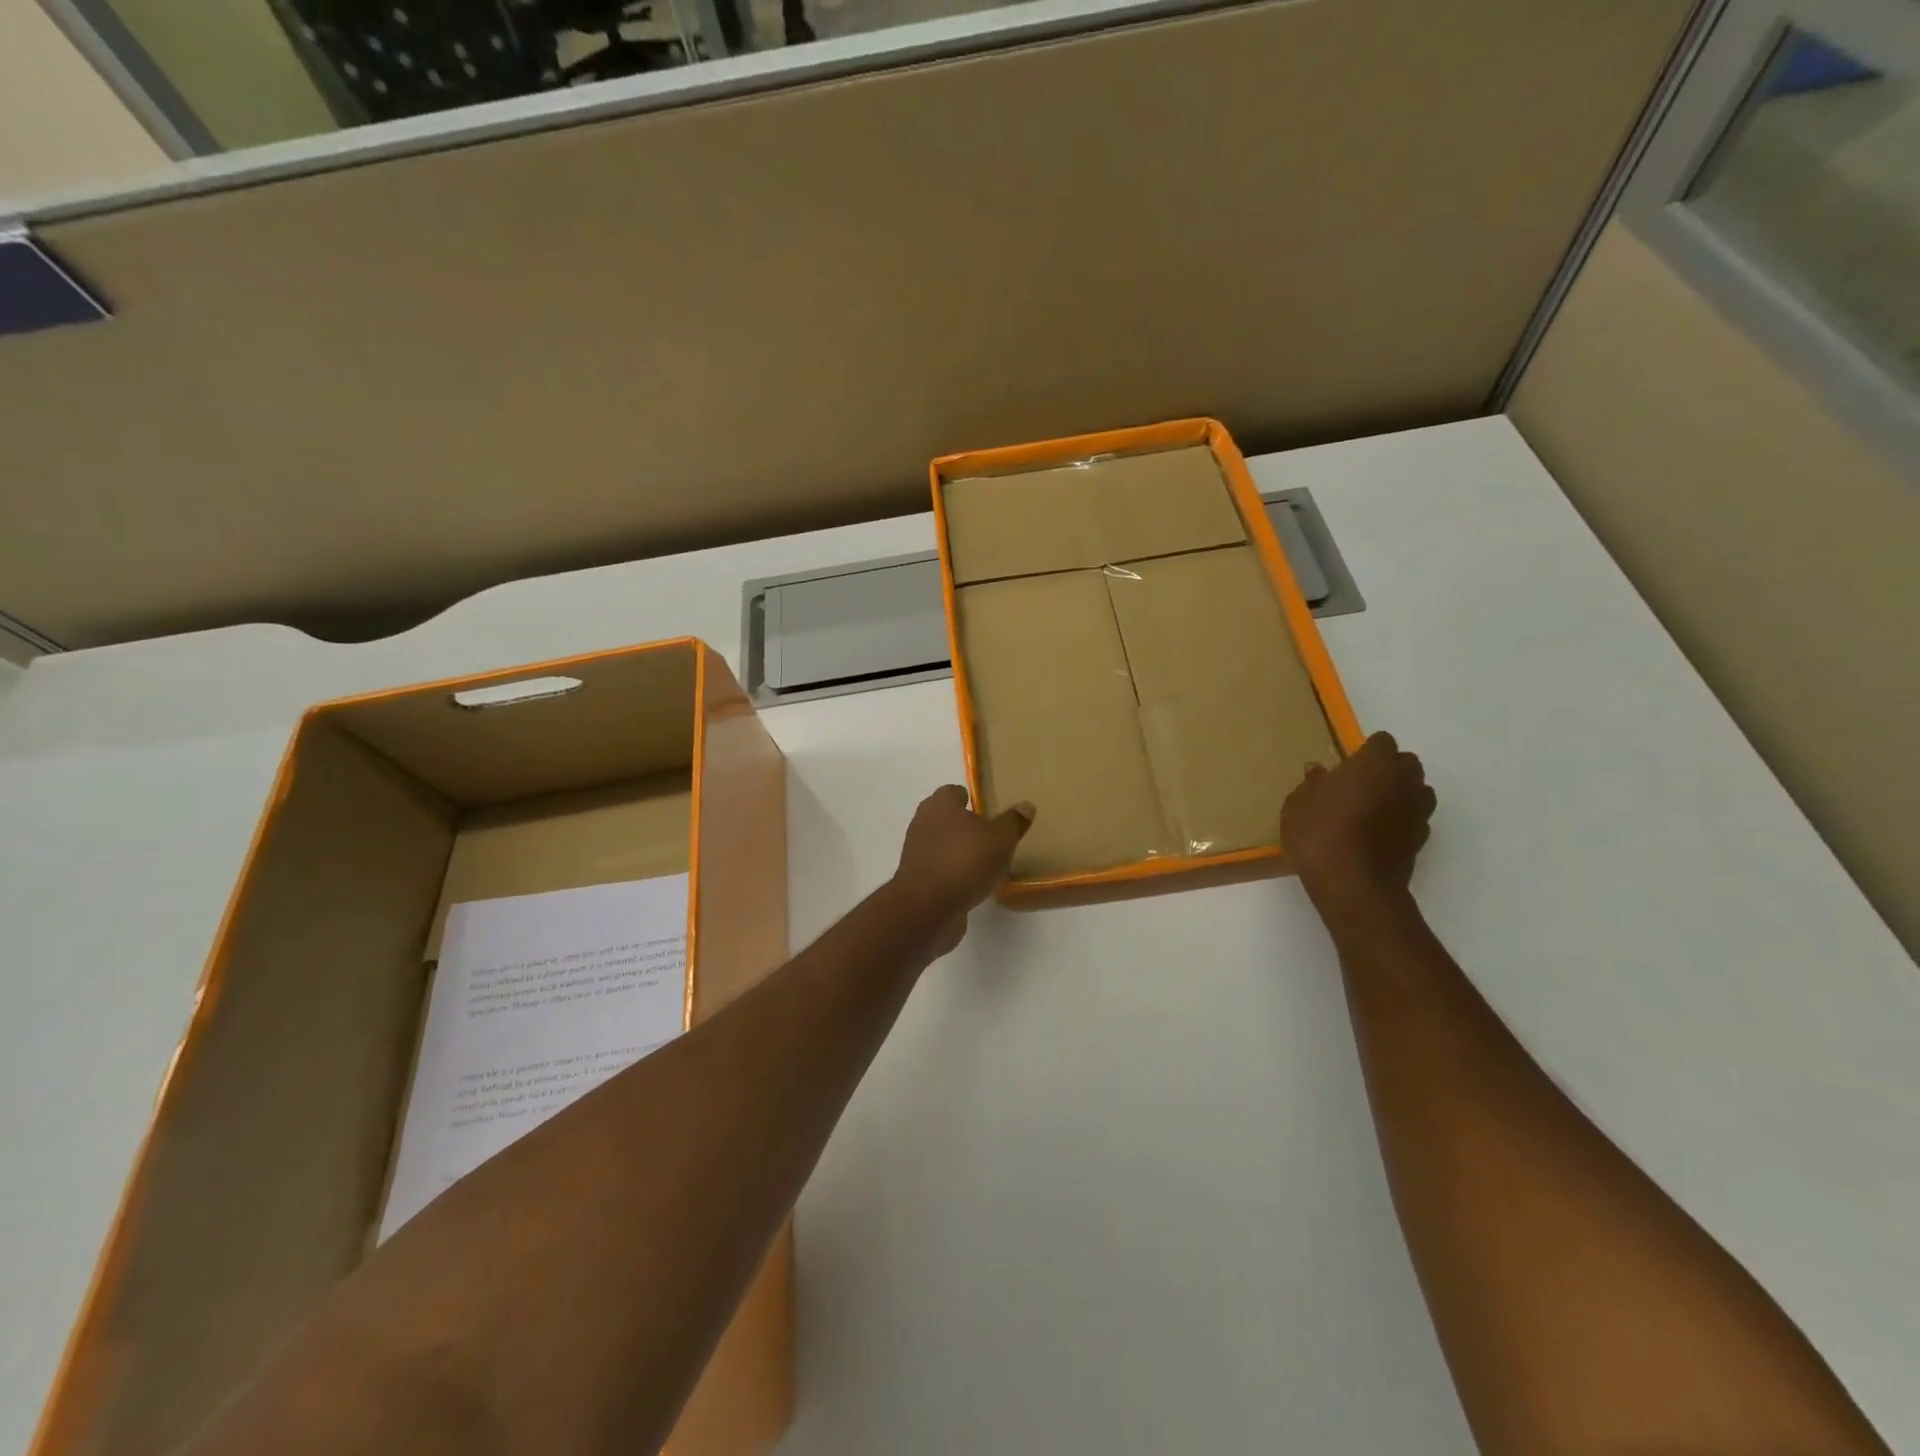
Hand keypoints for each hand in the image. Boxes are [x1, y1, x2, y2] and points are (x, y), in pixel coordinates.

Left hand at [889, 785, 1034, 957]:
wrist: (927, 908)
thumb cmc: (964, 862)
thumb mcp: (1000, 840)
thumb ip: (1013, 822)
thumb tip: (1025, 806)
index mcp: (940, 805)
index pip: (954, 792)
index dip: (971, 798)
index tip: (989, 809)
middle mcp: (923, 823)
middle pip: (946, 818)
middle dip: (966, 825)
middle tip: (992, 835)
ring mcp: (917, 853)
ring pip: (943, 845)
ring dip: (960, 851)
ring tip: (987, 862)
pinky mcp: (917, 880)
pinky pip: (941, 869)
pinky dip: (954, 873)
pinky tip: (974, 884)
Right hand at [1281, 732, 1434, 917]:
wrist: (1353, 885)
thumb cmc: (1320, 834)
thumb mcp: (1298, 805)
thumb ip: (1311, 784)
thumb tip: (1318, 771)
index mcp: (1374, 764)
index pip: (1382, 741)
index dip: (1366, 751)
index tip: (1347, 765)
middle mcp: (1403, 781)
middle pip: (1407, 763)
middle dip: (1388, 768)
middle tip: (1360, 784)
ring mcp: (1417, 810)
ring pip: (1418, 789)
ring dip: (1401, 792)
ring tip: (1373, 808)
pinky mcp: (1421, 838)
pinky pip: (1415, 817)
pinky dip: (1402, 819)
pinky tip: (1379, 832)